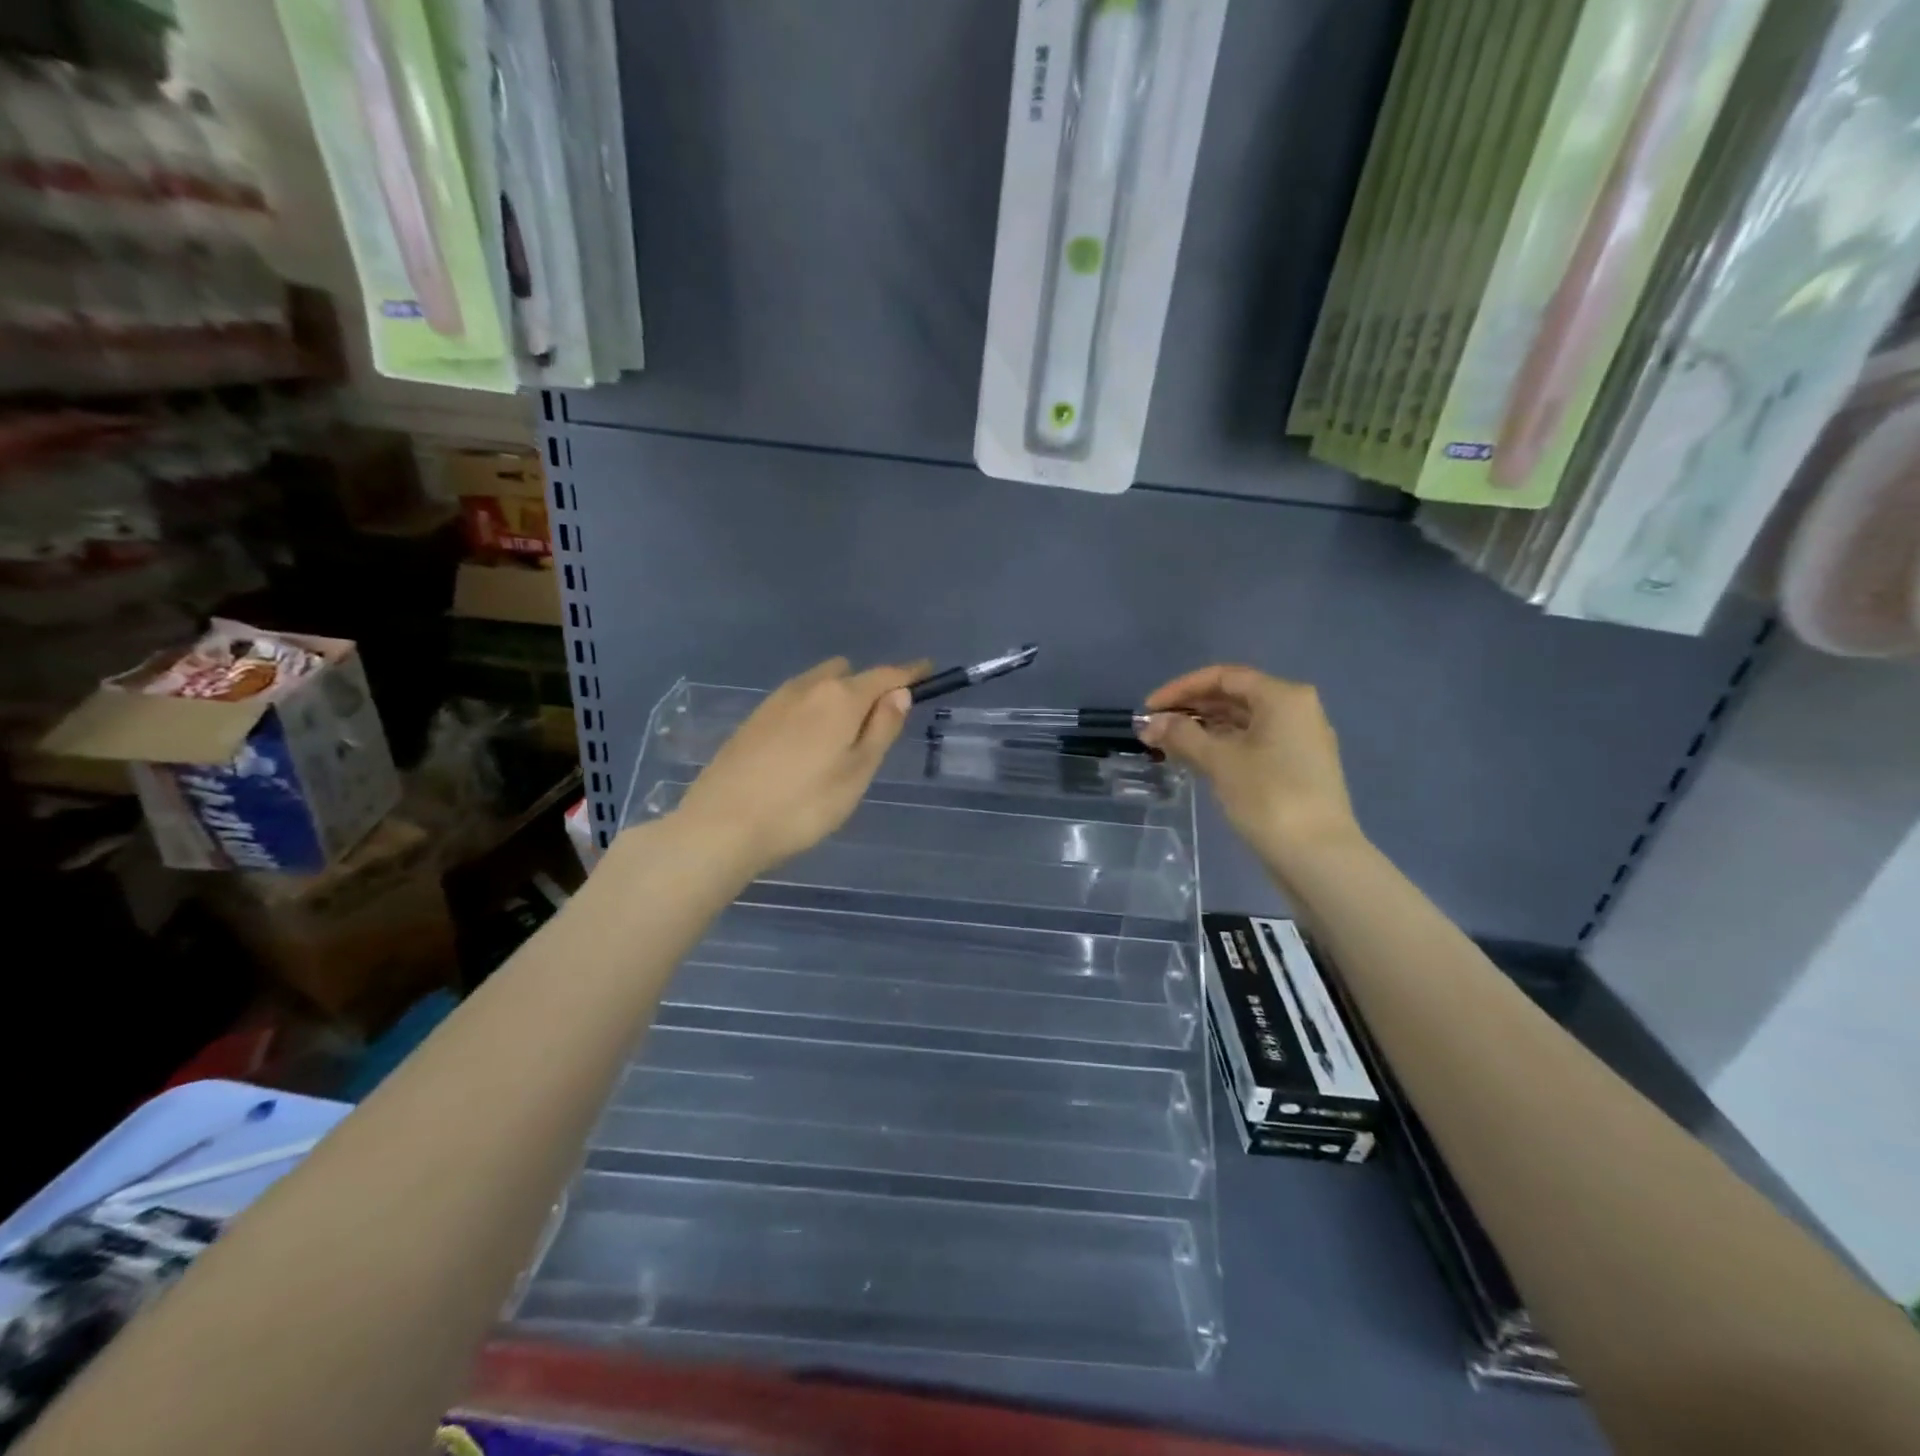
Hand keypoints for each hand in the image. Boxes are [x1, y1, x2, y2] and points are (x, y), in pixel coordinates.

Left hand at [675, 655, 929, 877]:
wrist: (722, 825)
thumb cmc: (803, 805)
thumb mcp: (857, 773)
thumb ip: (881, 729)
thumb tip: (899, 693)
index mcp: (840, 698)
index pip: (885, 675)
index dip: (909, 673)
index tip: (927, 670)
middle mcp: (808, 688)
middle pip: (848, 674)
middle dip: (868, 686)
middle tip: (878, 724)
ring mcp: (775, 701)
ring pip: (818, 685)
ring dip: (838, 697)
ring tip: (842, 738)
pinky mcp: (753, 719)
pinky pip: (796, 701)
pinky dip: (812, 710)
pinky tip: (807, 745)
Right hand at [1138, 665, 1360, 867]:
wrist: (1318, 857)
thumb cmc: (1268, 797)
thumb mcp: (1219, 761)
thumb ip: (1181, 735)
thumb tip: (1151, 723)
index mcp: (1283, 697)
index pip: (1223, 677)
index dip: (1181, 688)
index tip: (1149, 708)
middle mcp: (1296, 710)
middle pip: (1234, 697)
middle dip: (1191, 710)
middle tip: (1154, 728)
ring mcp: (1300, 740)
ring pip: (1243, 722)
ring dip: (1204, 729)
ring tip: (1167, 745)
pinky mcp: (1297, 768)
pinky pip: (1253, 743)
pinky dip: (1222, 746)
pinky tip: (1195, 760)